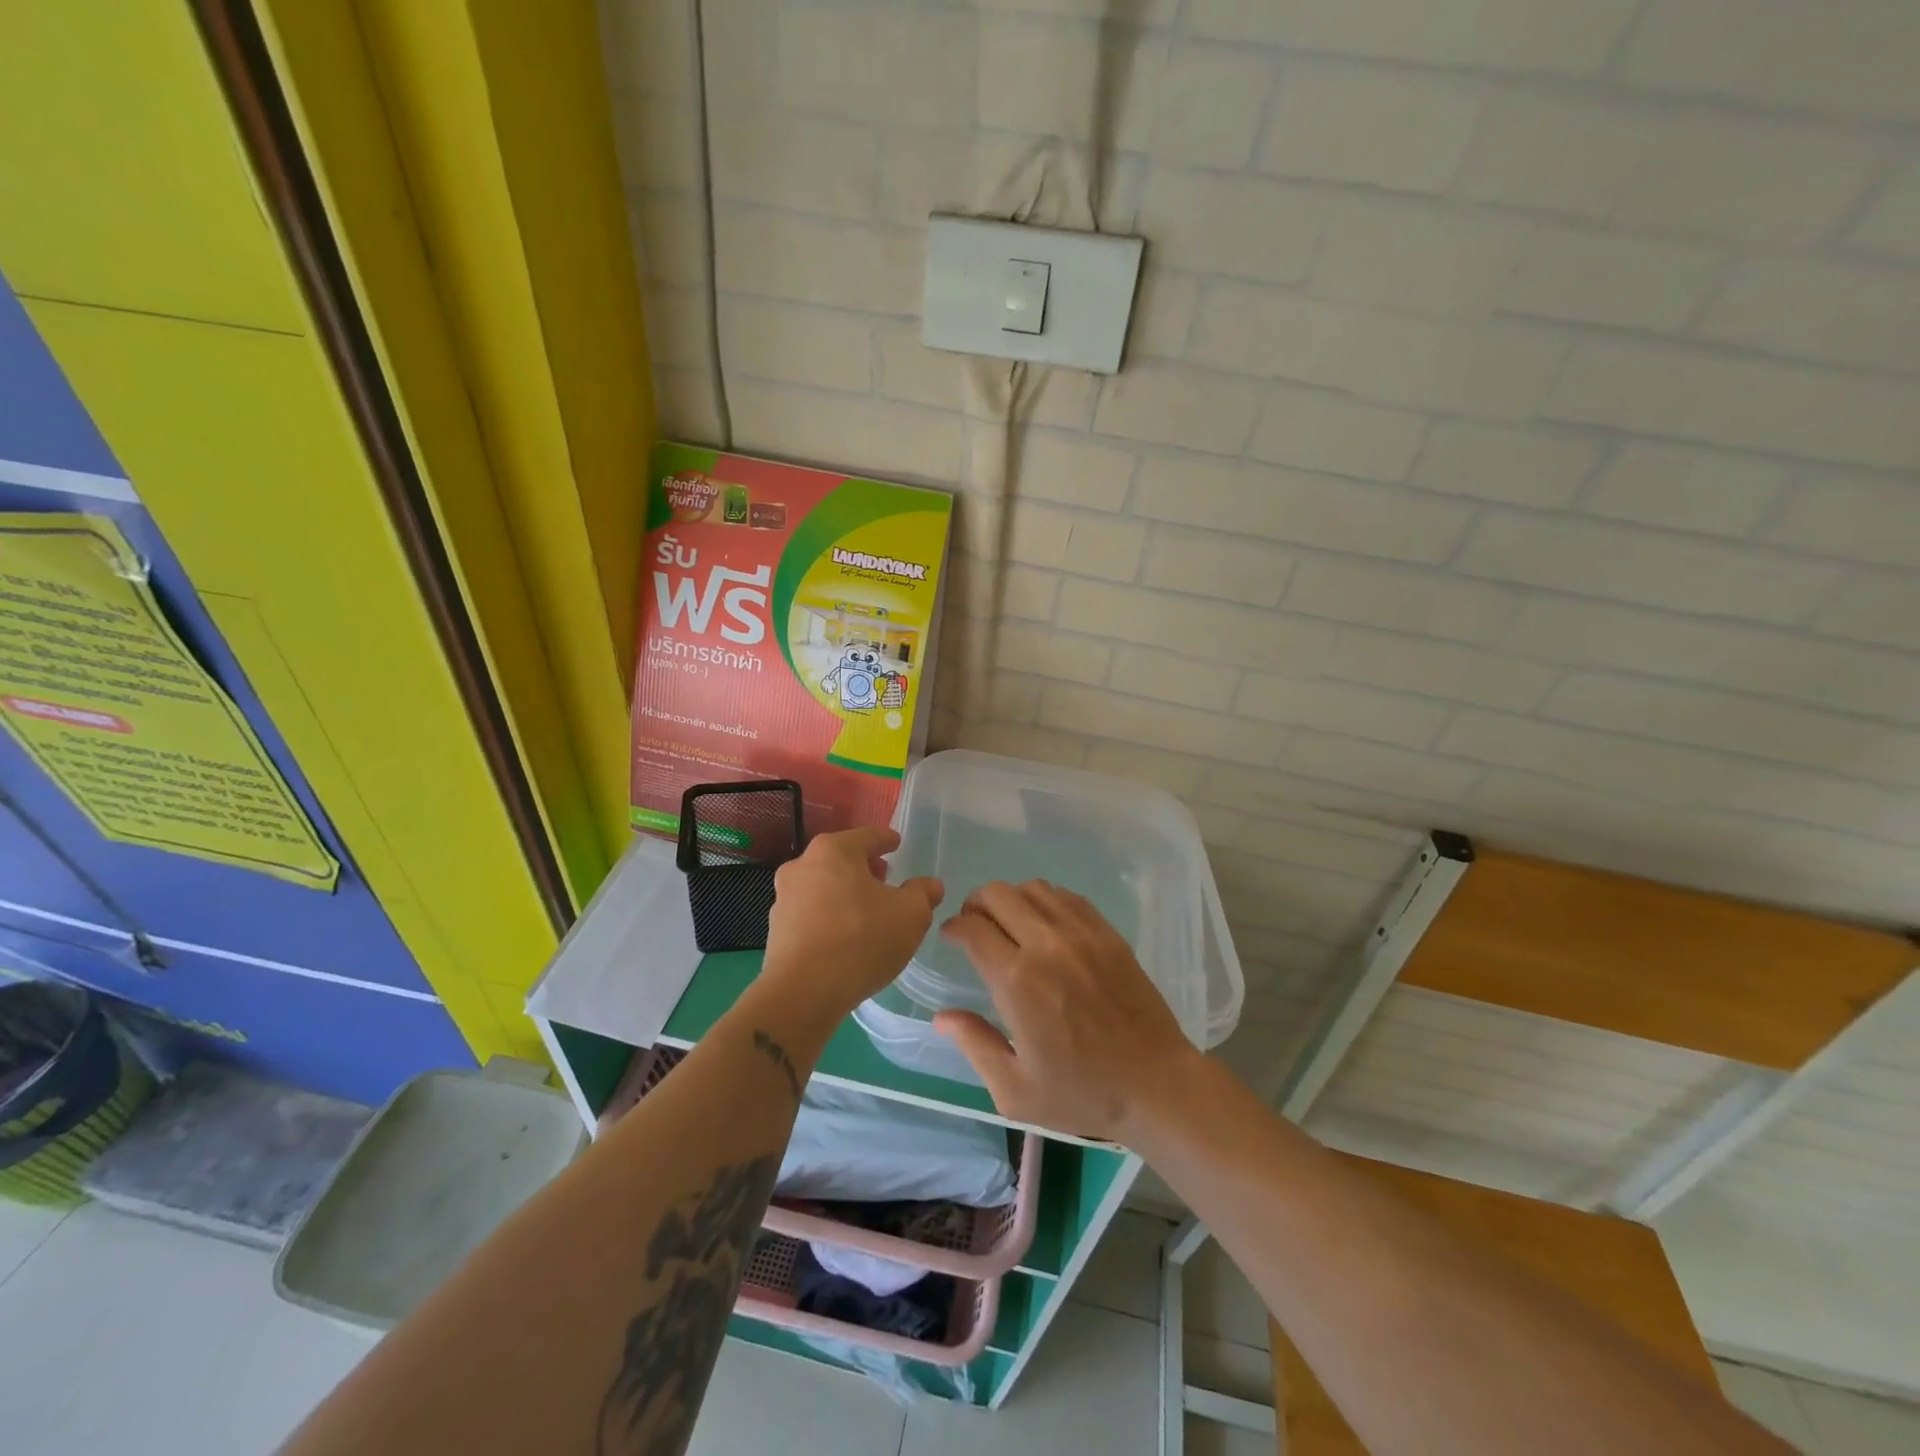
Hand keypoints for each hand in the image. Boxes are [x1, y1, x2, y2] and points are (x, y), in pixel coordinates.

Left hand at [761, 827, 942, 1018]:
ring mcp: (784, 898)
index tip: (896, 843)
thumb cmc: (861, 940)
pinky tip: (844, 935)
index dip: (885, 840)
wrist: (802, 993)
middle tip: (884, 877)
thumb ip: (922, 894)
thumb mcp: (910, 915)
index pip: (867, 836)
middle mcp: (803, 865)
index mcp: (834, 851)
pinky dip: (828, 915)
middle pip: (840, 858)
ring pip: (822, 885)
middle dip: (863, 866)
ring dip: (844, 892)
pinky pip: (810, 912)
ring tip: (866, 910)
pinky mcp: (776, 929)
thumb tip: (929, 885)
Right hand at [933, 881, 1202, 1140]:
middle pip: (998, 894)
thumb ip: (975, 1045)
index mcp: (1018, 982)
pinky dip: (1046, 900)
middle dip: (976, 905)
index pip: (972, 928)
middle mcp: (1047, 945)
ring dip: (1011, 899)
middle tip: (975, 927)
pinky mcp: (1108, 933)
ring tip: (1009, 924)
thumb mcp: (1015, 1090)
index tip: (950, 937)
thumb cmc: (1082, 1093)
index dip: (954, 927)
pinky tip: (1045, 925)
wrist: (1156, 1084)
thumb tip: (942, 1017)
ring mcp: (1082, 934)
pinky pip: (1067, 896)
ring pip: (1033, 887)